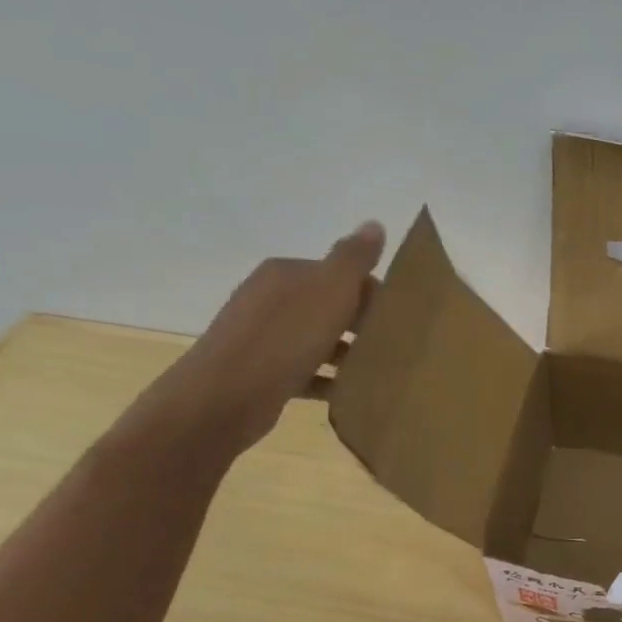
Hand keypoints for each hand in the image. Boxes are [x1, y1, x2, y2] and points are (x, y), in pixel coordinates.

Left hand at [127, 221, 387, 462]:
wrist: (225, 397)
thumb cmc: (285, 339)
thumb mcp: (329, 290)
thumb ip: (354, 258)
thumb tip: (374, 223)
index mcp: (286, 273)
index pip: (340, 274)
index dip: (372, 293)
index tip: (397, 319)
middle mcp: (270, 298)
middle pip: (330, 306)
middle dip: (361, 324)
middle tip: (392, 346)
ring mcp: (262, 336)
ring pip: (318, 339)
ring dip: (347, 354)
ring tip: (376, 370)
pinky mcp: (261, 372)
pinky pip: (306, 370)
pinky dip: (328, 379)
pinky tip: (348, 392)